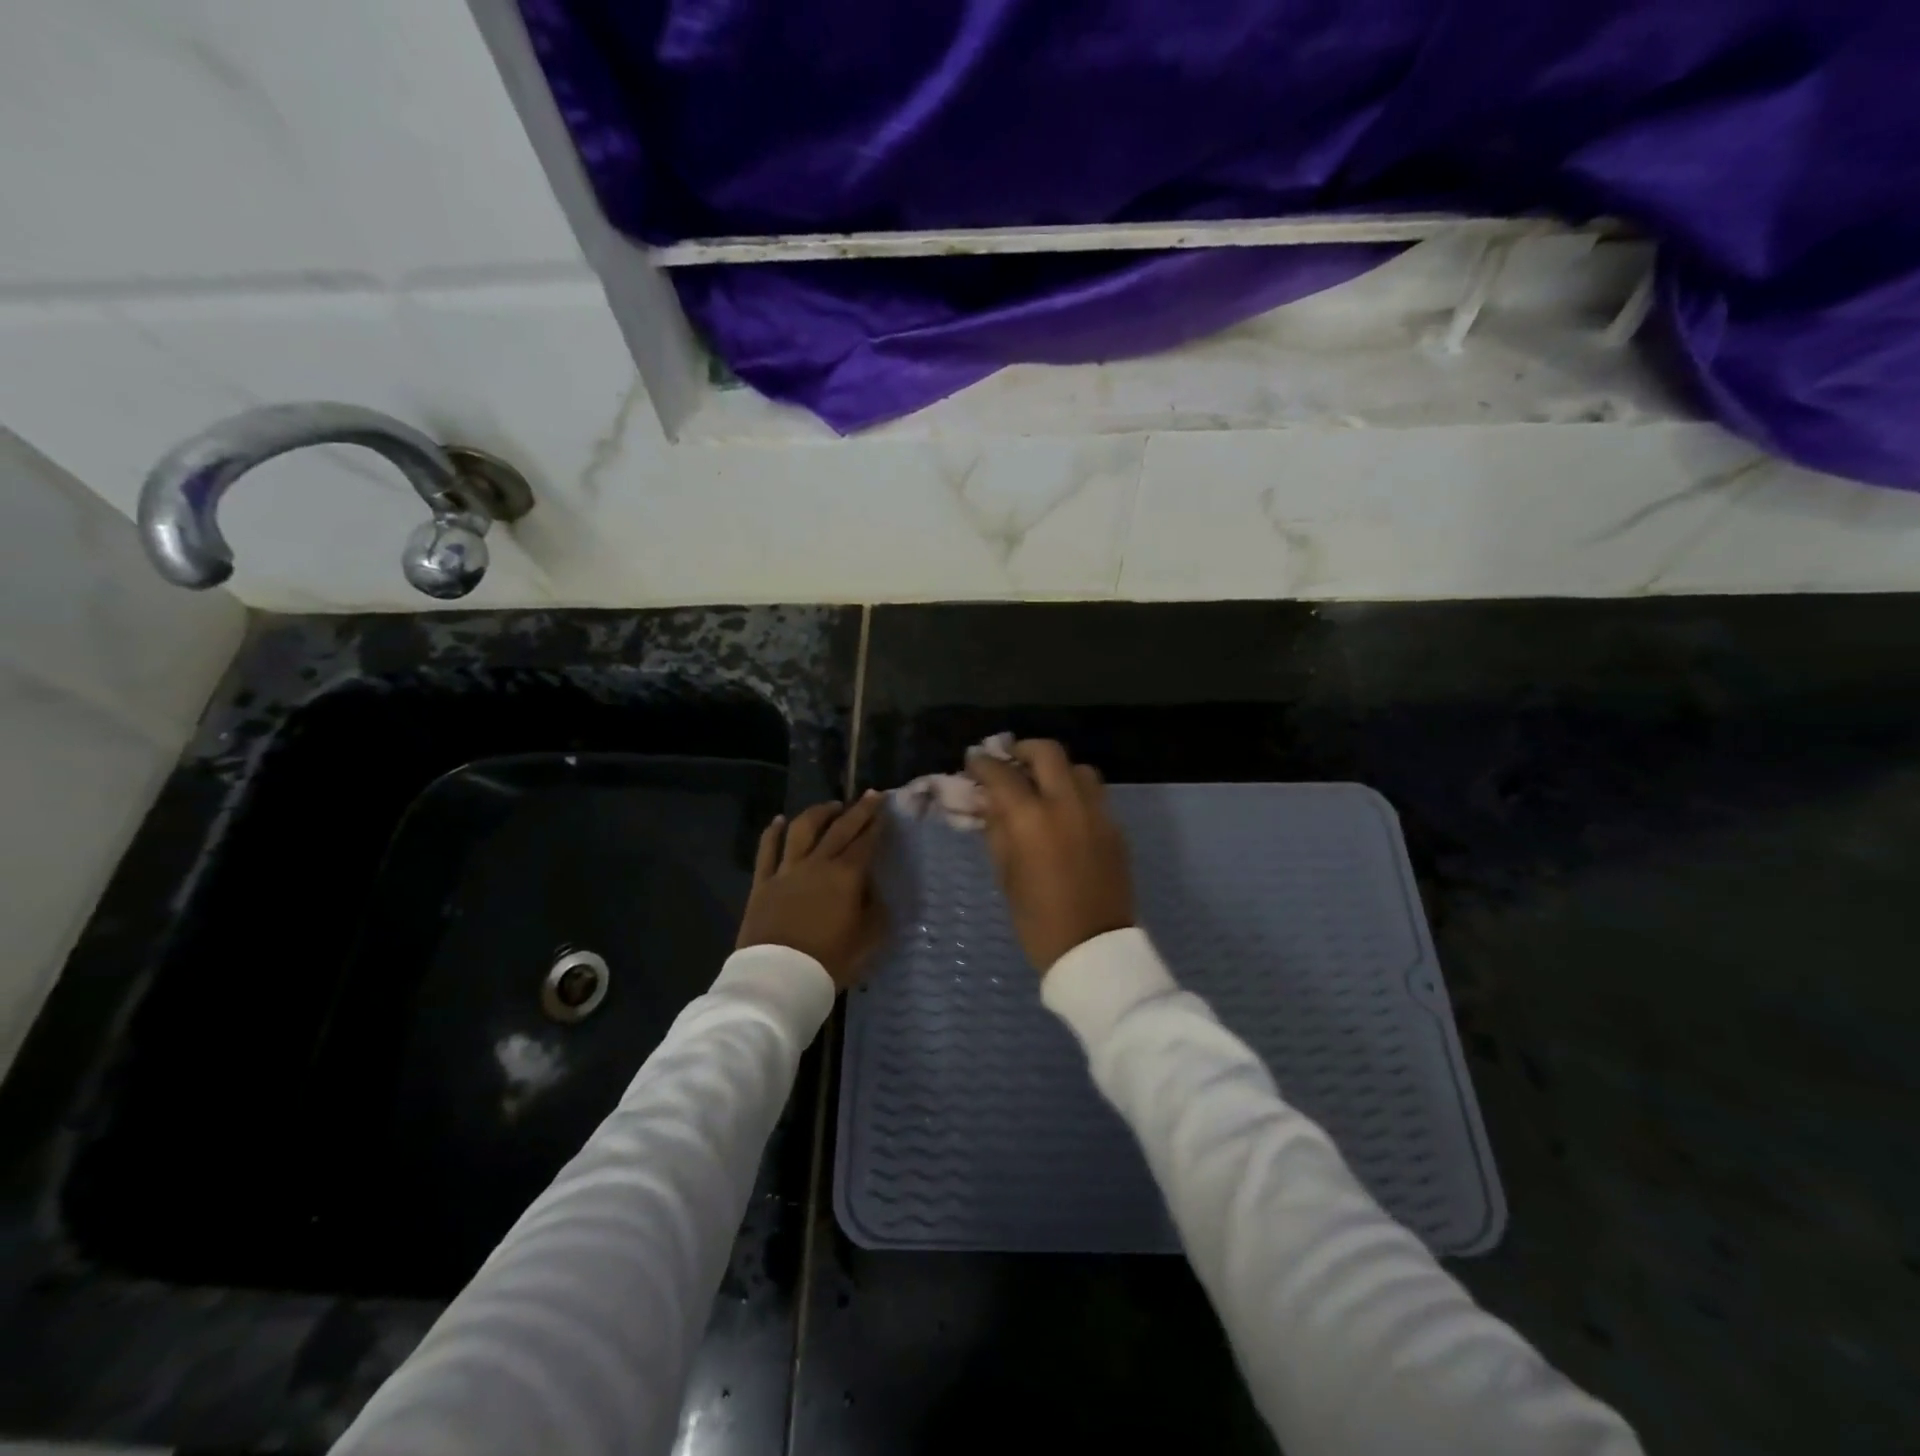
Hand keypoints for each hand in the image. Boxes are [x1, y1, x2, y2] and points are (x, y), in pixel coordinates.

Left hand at [736, 791, 887, 989]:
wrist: (779, 978)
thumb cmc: (830, 961)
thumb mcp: (869, 941)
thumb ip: (876, 911)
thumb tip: (876, 892)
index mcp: (847, 876)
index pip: (866, 841)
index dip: (877, 822)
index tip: (885, 806)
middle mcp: (818, 864)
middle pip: (840, 828)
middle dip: (858, 809)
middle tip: (870, 795)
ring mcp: (787, 870)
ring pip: (803, 830)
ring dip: (819, 813)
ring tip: (831, 805)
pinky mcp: (763, 883)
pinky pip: (767, 850)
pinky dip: (773, 832)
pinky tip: (779, 820)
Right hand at [968, 740, 1134, 973]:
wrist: (1094, 950)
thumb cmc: (1038, 919)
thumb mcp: (1006, 874)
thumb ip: (996, 829)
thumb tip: (989, 801)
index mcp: (1032, 819)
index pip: (1002, 774)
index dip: (983, 763)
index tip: (973, 761)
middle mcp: (1067, 804)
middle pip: (1047, 752)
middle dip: (1023, 750)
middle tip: (1009, 762)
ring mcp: (1097, 812)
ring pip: (1078, 768)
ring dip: (1055, 769)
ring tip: (1041, 786)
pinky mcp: (1115, 827)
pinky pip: (1094, 794)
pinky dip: (1074, 791)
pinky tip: (1063, 812)